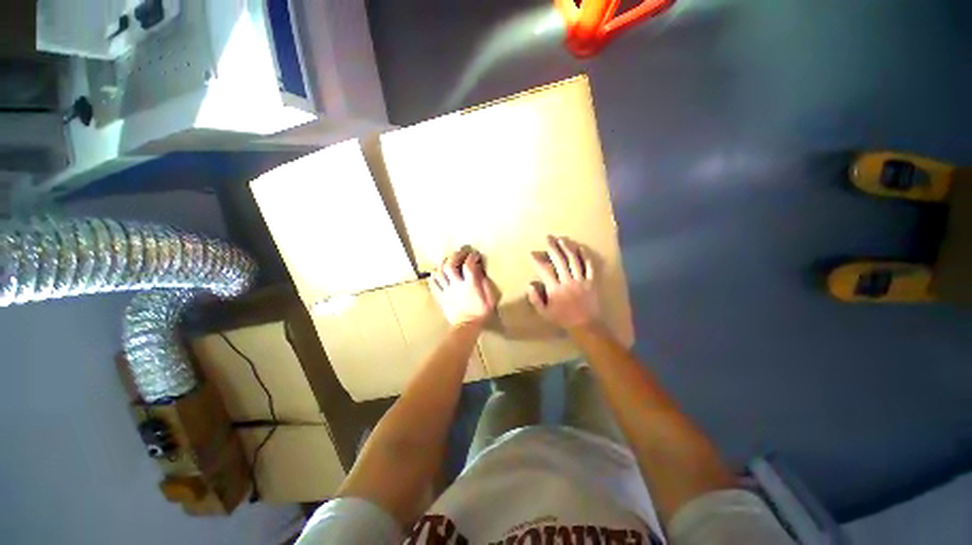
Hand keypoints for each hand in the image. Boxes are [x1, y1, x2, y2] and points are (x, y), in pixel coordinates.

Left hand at [431, 247, 497, 326]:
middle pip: (450, 265)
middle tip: (461, 252)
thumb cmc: (481, 314)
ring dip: (443, 263)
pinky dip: (434, 276)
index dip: (472, 257)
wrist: (466, 327)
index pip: (468, 265)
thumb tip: (481, 272)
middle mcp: (456, 285)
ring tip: (448, 260)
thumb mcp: (490, 300)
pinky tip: (438, 273)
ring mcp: (446, 291)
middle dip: (455, 255)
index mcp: (470, 286)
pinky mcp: (440, 297)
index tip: (475, 254)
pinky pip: (433, 284)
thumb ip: (486, 285)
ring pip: (439, 272)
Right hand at [527, 236, 600, 329]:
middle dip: (552, 247)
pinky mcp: (592, 281)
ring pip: (574, 260)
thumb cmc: (563, 319)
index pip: (544, 270)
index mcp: (555, 289)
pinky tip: (581, 247)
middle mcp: (568, 281)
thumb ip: (535, 299)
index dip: (537, 260)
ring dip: (567, 247)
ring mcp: (581, 280)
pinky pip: (590, 266)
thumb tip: (530, 284)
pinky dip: (585, 255)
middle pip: (560, 260)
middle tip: (548, 237)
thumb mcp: (544, 313)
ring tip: (561, 239)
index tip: (532, 253)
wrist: (586, 326)